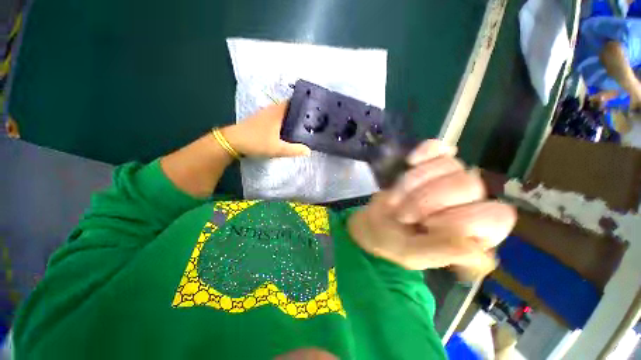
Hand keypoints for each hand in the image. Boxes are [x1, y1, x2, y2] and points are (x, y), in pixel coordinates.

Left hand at [221, 103, 310, 157]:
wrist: (233, 141)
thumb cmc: (256, 142)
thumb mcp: (277, 148)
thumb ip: (294, 150)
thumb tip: (309, 151)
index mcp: (277, 112)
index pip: (293, 102)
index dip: (303, 104)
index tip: (313, 110)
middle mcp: (271, 110)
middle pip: (289, 107)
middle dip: (299, 113)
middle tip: (311, 121)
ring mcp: (265, 114)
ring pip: (282, 112)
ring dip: (291, 117)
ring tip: (302, 126)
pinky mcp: (260, 120)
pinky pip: (276, 117)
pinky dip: (283, 121)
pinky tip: (287, 130)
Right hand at [348, 140, 515, 271]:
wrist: (375, 224)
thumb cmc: (394, 243)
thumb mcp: (413, 254)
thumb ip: (442, 252)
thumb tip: (478, 248)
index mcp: (477, 233)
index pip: (496, 215)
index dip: (458, 219)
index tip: (426, 227)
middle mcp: (471, 203)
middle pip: (469, 184)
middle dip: (425, 200)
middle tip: (402, 215)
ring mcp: (451, 179)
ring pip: (449, 164)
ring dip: (413, 183)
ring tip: (396, 200)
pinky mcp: (432, 165)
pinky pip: (437, 148)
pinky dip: (425, 151)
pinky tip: (411, 161)